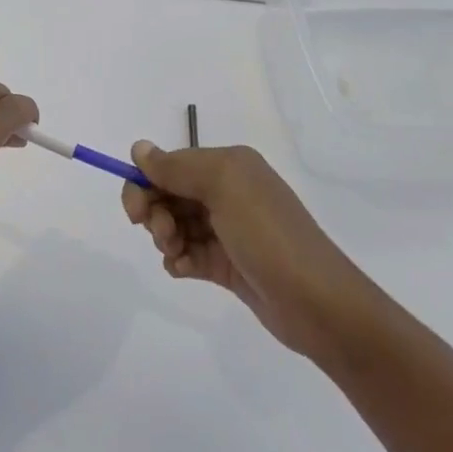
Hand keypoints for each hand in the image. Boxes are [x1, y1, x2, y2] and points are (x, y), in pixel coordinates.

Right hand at [122, 142, 381, 364]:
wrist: (317, 303)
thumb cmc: (267, 234)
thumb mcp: (222, 187)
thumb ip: (176, 167)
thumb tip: (138, 148)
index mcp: (229, 165)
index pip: (171, 164)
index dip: (146, 183)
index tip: (135, 211)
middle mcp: (228, 191)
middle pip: (169, 194)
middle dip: (155, 213)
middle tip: (162, 235)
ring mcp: (228, 230)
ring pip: (175, 225)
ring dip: (166, 238)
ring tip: (178, 255)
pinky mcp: (227, 264)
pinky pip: (188, 255)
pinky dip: (179, 261)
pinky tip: (186, 271)